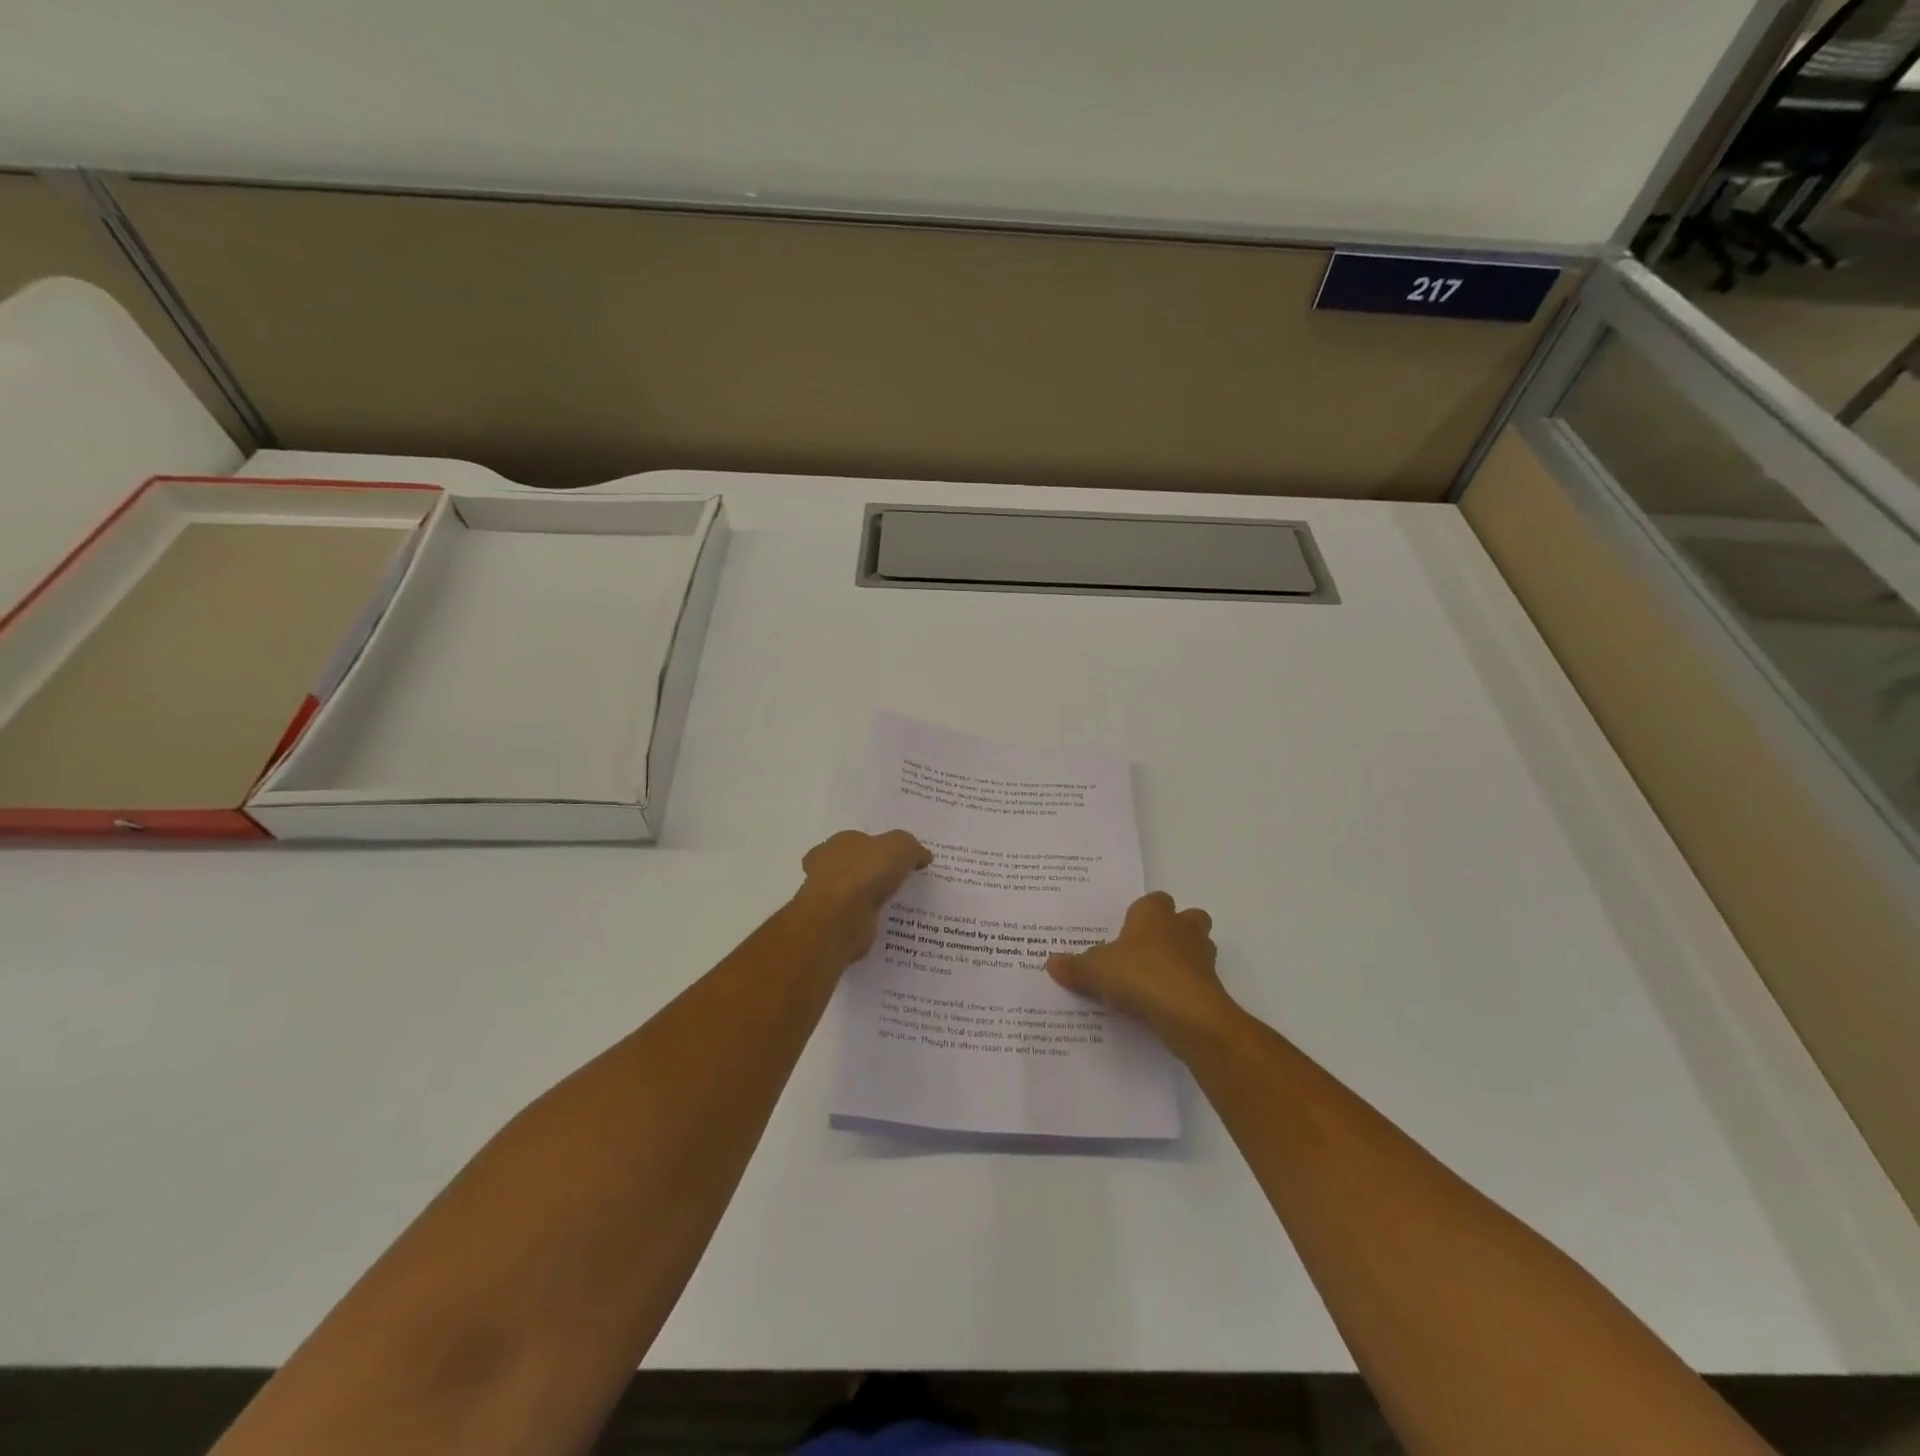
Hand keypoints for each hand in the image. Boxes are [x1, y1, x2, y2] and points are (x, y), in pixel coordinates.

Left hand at [795, 829, 932, 966]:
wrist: (841, 917)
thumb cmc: (866, 872)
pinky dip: (866, 919)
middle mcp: (826, 867)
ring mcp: (826, 898)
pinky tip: (884, 923)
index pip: (860, 842)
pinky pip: (854, 918)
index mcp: (839, 843)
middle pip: (853, 866)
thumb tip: (923, 855)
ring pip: (853, 894)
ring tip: (895, 905)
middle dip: (871, 873)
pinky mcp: (832, 924)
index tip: (899, 860)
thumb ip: (912, 848)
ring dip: (868, 898)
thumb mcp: (900, 847)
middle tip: (897, 882)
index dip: (880, 849)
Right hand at [1046, 892, 1239, 1055]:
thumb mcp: (1094, 971)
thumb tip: (1050, 962)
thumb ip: (1074, 966)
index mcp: (1154, 914)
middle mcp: (1182, 928)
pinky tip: (1163, 1006)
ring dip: (1183, 959)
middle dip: (1174, 930)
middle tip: (1147, 951)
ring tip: (1155, 980)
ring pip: (1198, 948)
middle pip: (1187, 918)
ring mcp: (1202, 958)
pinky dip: (1185, 989)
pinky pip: (1198, 981)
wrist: (1189, 1015)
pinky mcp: (1212, 987)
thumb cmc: (1139, 976)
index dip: (1142, 913)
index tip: (1126, 931)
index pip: (1154, 900)